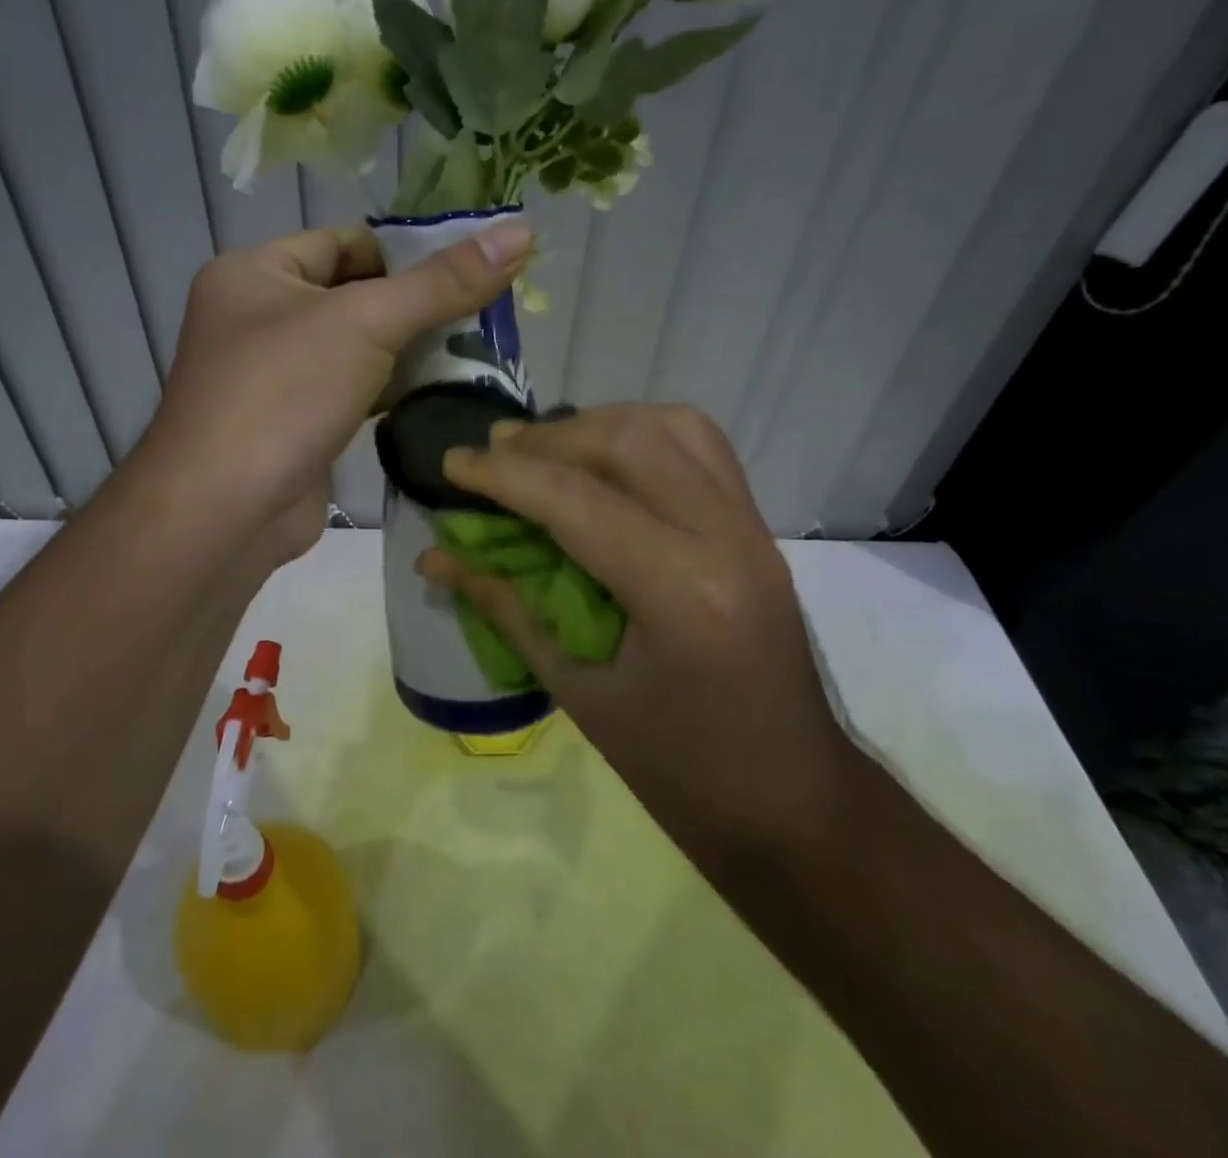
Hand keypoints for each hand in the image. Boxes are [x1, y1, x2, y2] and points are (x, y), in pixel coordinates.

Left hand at [140, 220, 532, 564]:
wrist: (226, 512)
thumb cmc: (284, 393)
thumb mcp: (366, 322)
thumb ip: (442, 282)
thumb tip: (519, 232)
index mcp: (255, 273)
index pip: (343, 242)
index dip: (405, 252)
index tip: (466, 270)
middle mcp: (257, 318)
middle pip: (353, 294)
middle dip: (415, 306)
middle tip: (482, 313)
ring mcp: (274, 376)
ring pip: (355, 348)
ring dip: (408, 351)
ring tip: (474, 351)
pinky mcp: (295, 424)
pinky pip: (351, 391)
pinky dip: (390, 390)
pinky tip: (438, 392)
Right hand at [418, 404, 854, 842]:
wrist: (792, 803)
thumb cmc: (678, 770)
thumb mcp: (578, 691)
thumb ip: (505, 607)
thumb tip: (436, 557)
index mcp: (679, 593)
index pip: (574, 499)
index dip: (501, 474)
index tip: (450, 462)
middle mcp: (725, 539)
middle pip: (628, 441)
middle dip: (547, 438)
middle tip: (493, 452)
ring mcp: (753, 528)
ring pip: (671, 426)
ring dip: (597, 424)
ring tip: (544, 449)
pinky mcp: (759, 529)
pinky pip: (702, 447)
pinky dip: (643, 435)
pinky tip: (605, 460)